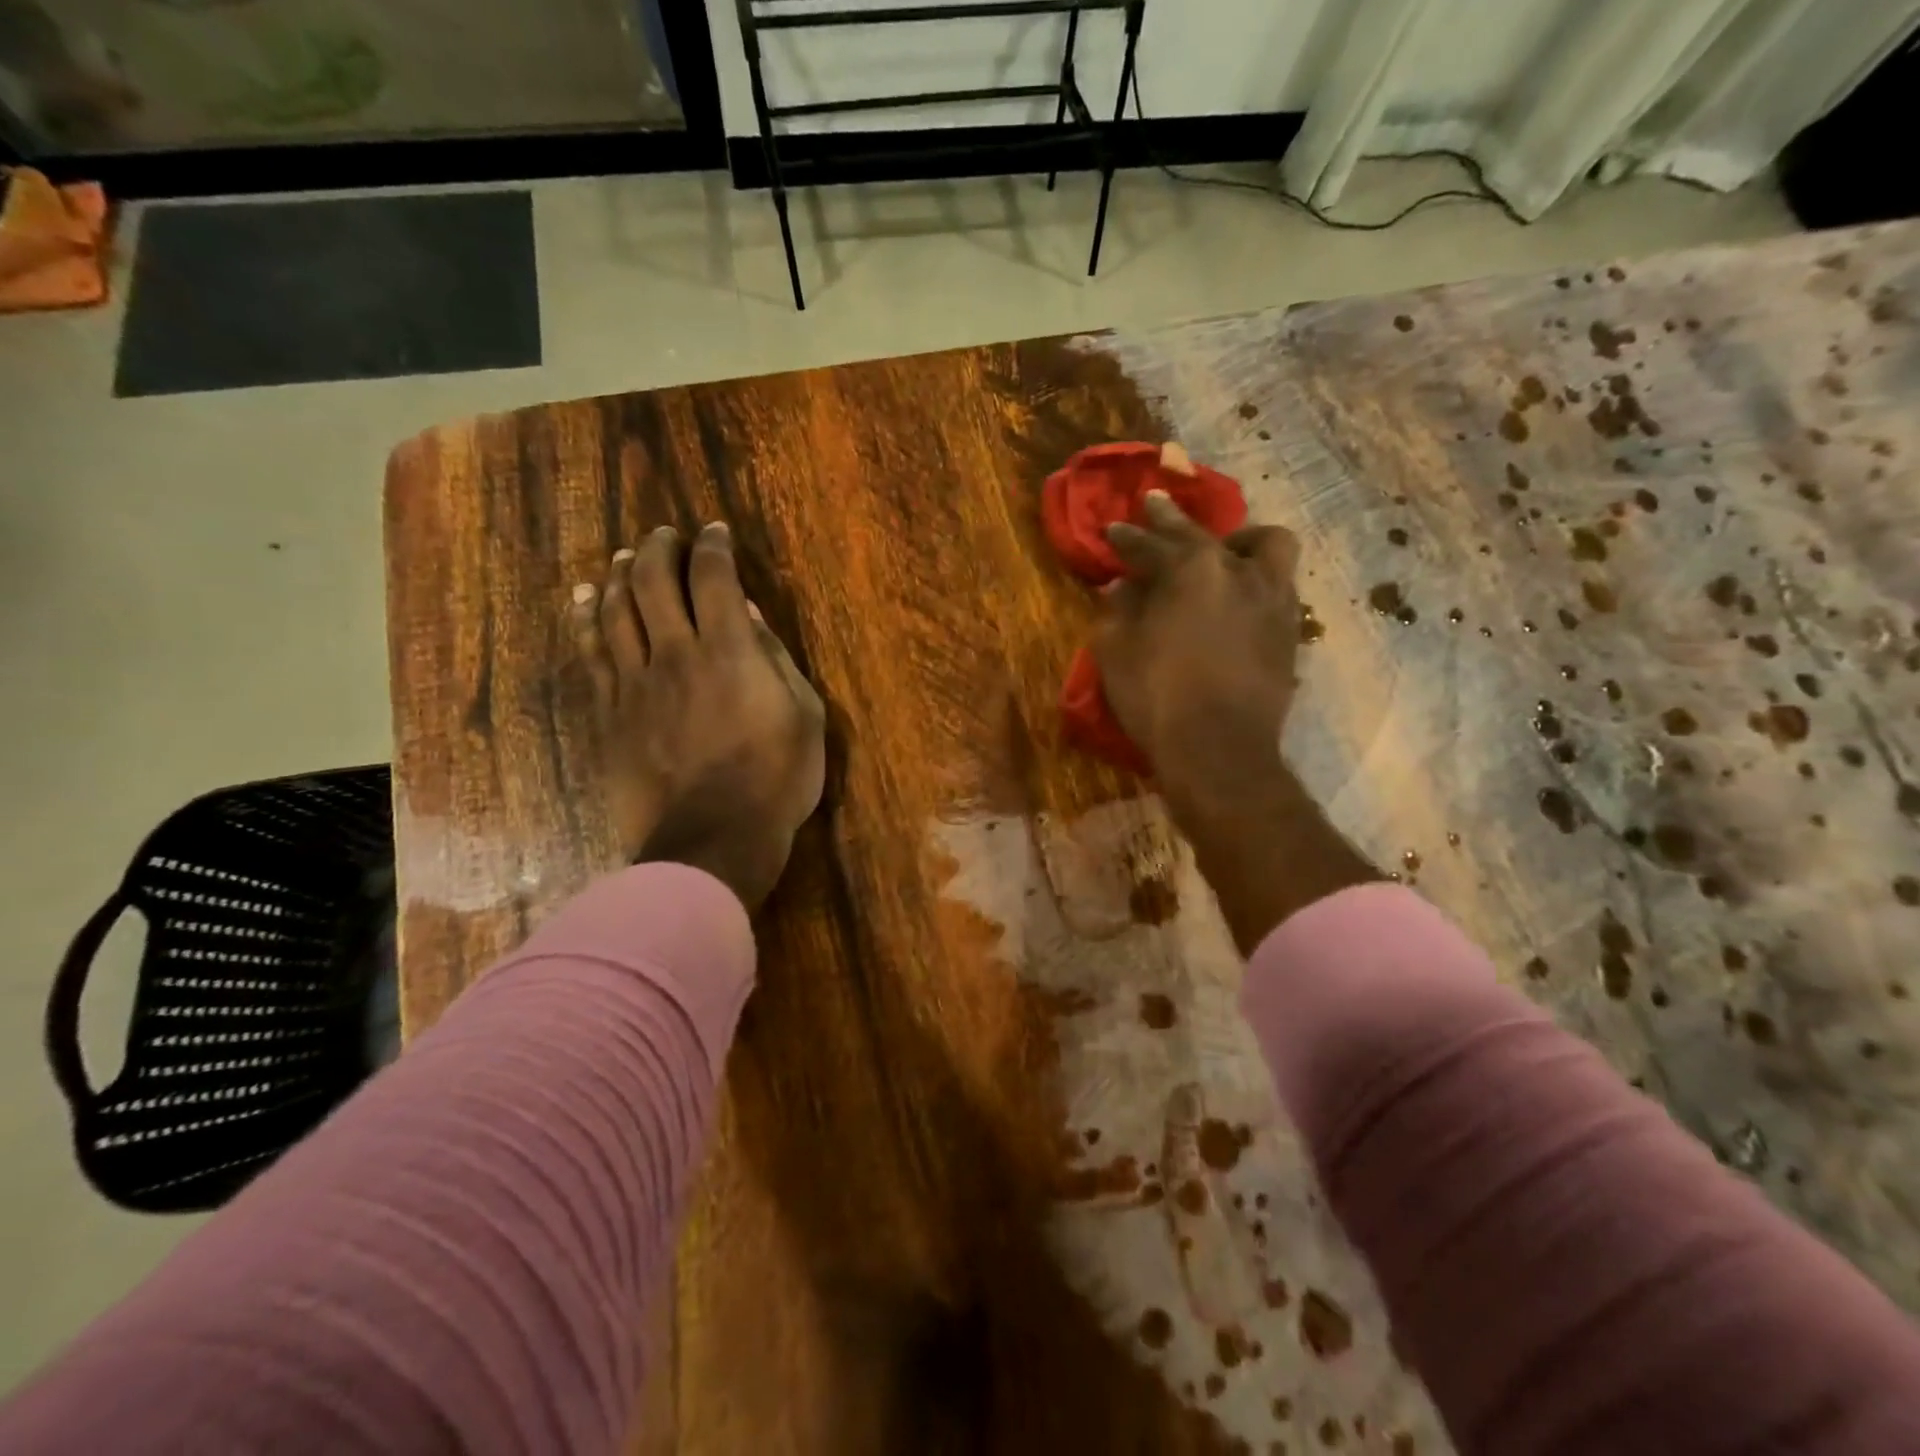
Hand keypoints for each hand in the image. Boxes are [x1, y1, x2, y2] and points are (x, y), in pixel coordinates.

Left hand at [571, 524, 825, 909]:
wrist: (712, 838)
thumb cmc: (775, 779)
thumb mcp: (804, 716)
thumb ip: (776, 660)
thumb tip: (750, 614)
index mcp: (730, 651)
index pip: (714, 578)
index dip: (713, 548)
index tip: (714, 533)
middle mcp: (677, 653)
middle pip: (653, 581)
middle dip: (658, 549)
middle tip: (665, 535)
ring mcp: (636, 683)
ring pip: (615, 610)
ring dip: (619, 574)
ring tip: (624, 556)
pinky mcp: (610, 712)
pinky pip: (591, 653)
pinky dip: (585, 619)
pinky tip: (583, 598)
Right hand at [1092, 490, 1300, 805]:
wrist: (1220, 751)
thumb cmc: (1159, 698)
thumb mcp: (1117, 652)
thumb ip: (1118, 611)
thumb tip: (1121, 587)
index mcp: (1191, 571)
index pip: (1151, 544)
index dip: (1127, 538)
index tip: (1112, 529)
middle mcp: (1239, 572)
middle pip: (1204, 534)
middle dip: (1172, 520)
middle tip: (1153, 506)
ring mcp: (1273, 599)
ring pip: (1267, 547)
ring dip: (1238, 542)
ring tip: (1221, 551)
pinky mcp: (1290, 631)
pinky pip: (1279, 585)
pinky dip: (1256, 578)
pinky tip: (1241, 592)